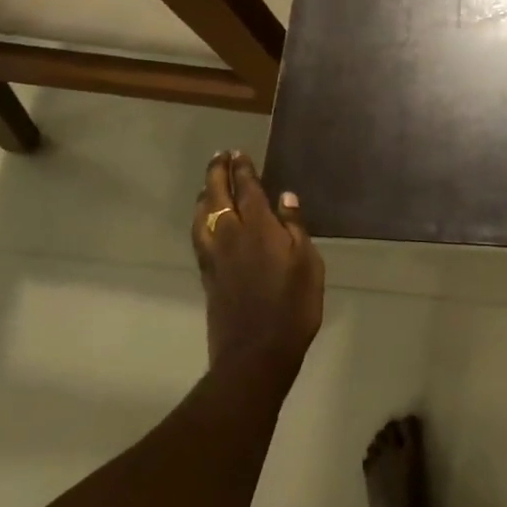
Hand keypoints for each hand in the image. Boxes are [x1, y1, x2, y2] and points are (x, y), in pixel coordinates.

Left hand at [192, 152, 324, 378]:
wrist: (255, 353)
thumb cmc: (292, 307)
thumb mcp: (308, 264)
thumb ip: (295, 228)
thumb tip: (286, 197)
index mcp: (259, 229)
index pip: (247, 190)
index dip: (242, 170)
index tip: (238, 153)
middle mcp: (231, 236)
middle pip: (218, 196)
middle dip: (218, 173)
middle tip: (220, 156)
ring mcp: (215, 257)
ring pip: (202, 215)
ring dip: (205, 194)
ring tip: (209, 184)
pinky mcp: (207, 275)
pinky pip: (198, 235)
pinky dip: (200, 219)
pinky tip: (204, 221)